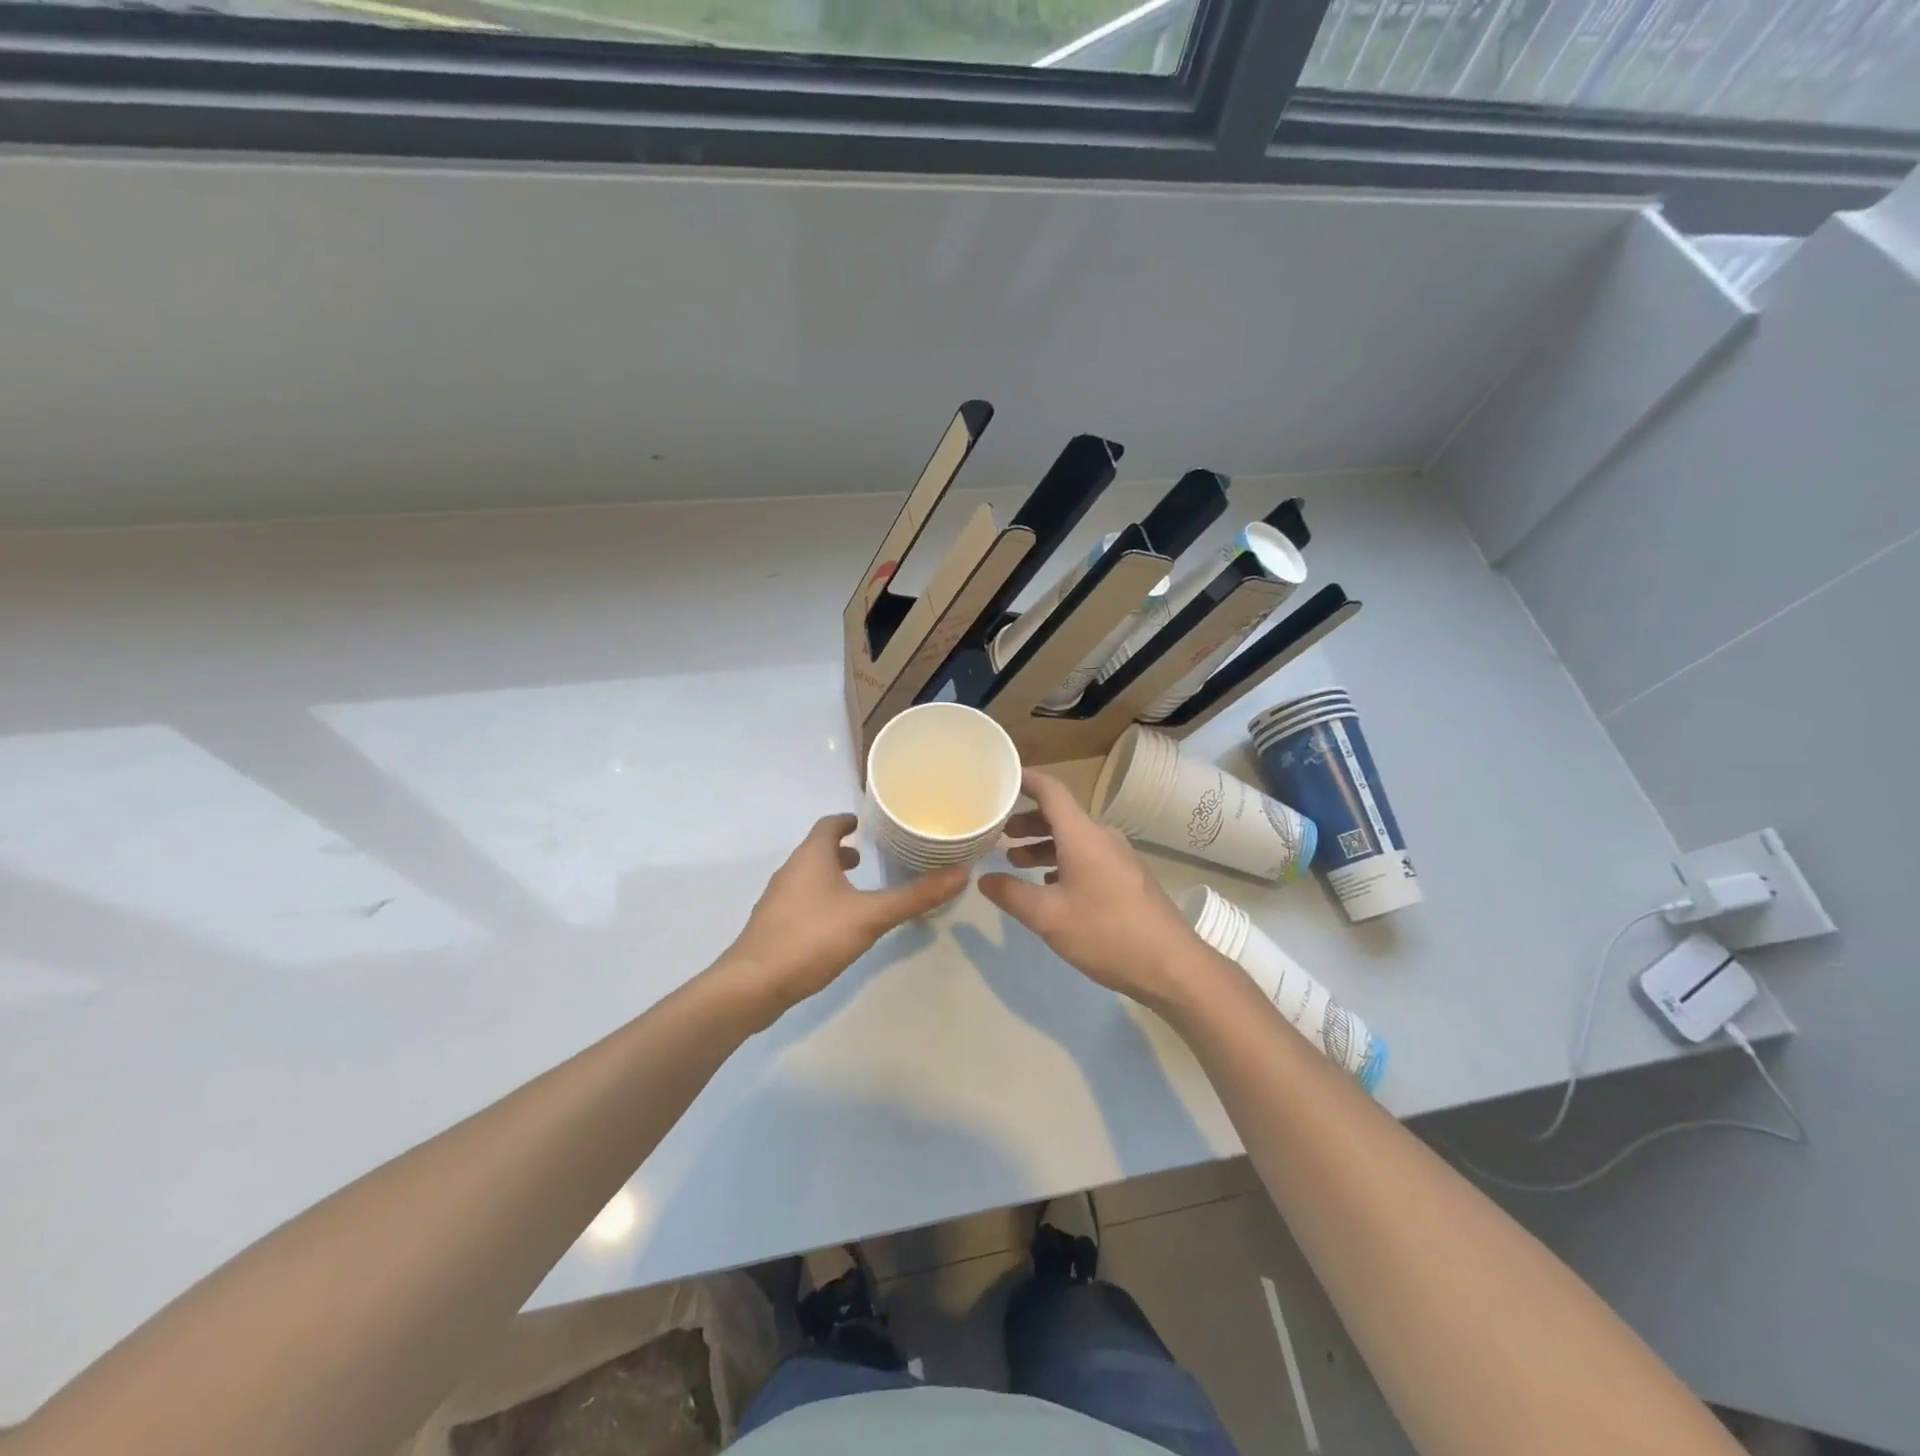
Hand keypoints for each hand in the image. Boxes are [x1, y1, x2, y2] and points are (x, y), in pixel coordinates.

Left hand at [717, 813, 966, 1030]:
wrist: (753, 985)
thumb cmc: (811, 938)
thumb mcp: (870, 917)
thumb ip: (913, 897)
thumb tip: (959, 874)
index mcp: (811, 857)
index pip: (828, 825)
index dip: (845, 821)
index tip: (863, 822)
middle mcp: (790, 871)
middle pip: (816, 850)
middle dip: (840, 851)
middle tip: (867, 857)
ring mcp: (777, 900)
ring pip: (807, 877)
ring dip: (829, 876)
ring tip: (855, 889)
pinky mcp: (772, 927)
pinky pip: (800, 901)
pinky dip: (819, 900)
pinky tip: (835, 925)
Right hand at [979, 769, 1212, 1012]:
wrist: (1171, 965)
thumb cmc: (1106, 933)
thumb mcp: (1048, 916)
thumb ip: (1011, 894)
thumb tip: (984, 879)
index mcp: (1082, 835)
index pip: (1051, 791)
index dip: (1026, 779)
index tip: (1002, 776)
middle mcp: (1102, 837)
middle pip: (1061, 815)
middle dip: (1027, 820)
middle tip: (998, 833)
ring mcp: (1119, 858)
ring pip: (1074, 838)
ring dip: (1044, 844)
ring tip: (1016, 861)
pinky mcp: (1127, 878)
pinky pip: (1088, 856)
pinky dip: (1063, 861)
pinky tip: (1050, 885)